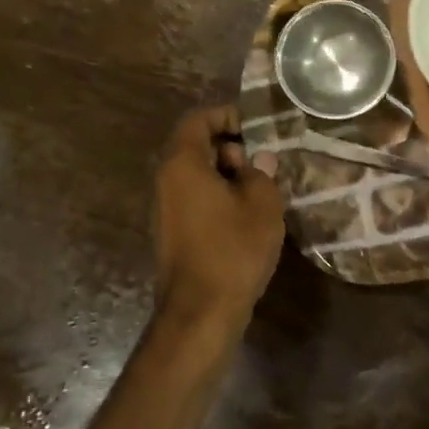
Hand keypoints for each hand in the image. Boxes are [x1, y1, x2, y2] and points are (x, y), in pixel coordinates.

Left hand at [153, 106, 286, 336]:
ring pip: (196, 174)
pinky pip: (195, 198)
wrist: (200, 313)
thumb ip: (261, 172)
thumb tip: (259, 159)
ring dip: (227, 174)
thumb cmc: (233, 249)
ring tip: (261, 188)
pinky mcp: (172, 232)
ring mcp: (166, 208)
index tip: (255, 126)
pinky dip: (218, 196)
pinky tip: (246, 215)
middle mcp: (166, 180)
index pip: (197, 119)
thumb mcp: (262, 204)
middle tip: (263, 160)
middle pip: (195, 145)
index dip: (226, 115)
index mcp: (182, 163)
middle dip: (230, 146)